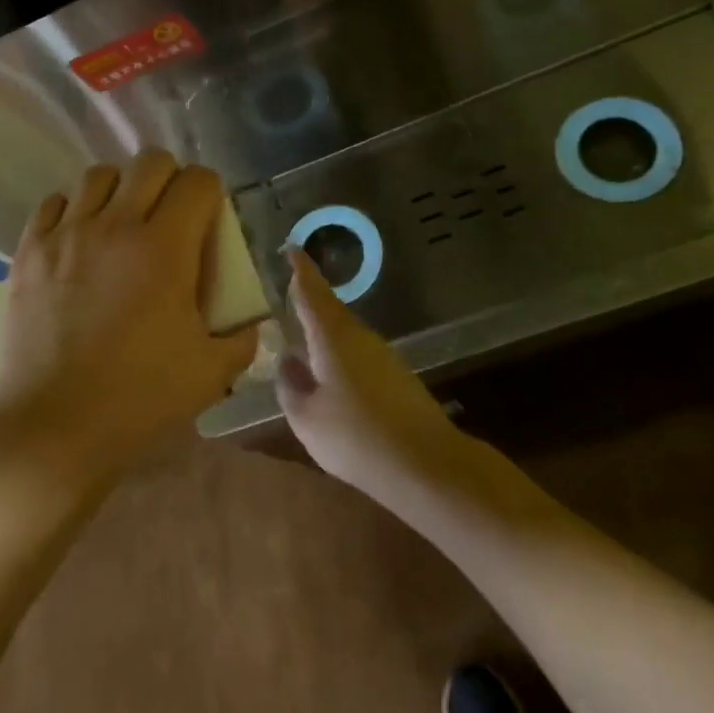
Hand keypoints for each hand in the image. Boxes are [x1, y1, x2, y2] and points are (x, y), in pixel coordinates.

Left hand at [0, 150, 258, 487]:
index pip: (198, 181)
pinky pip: (54, 203)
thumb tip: (249, 319)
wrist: (53, 427)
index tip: (209, 218)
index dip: (211, 191)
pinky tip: (79, 239)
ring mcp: (67, 234)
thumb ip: (242, 337)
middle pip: (150, 162)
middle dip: (170, 179)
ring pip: (99, 175)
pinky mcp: (30, 250)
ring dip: (120, 189)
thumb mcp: (212, 372)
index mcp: (165, 247)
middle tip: (170, 216)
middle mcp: (116, 225)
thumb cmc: (139, 398)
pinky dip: (73, 210)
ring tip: (122, 223)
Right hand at [275, 250, 470, 504]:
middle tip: (290, 295)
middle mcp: (359, 337)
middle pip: (330, 311)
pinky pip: (359, 355)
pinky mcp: (397, 376)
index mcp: (332, 337)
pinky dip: (341, 356)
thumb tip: (287, 363)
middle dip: (310, 301)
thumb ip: (290, 387)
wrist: (426, 464)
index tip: (292, 248)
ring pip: (345, 334)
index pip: (312, 293)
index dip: (301, 270)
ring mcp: (382, 355)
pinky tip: (334, 380)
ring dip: (325, 333)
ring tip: (305, 342)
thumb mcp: (307, 418)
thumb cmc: (356, 437)